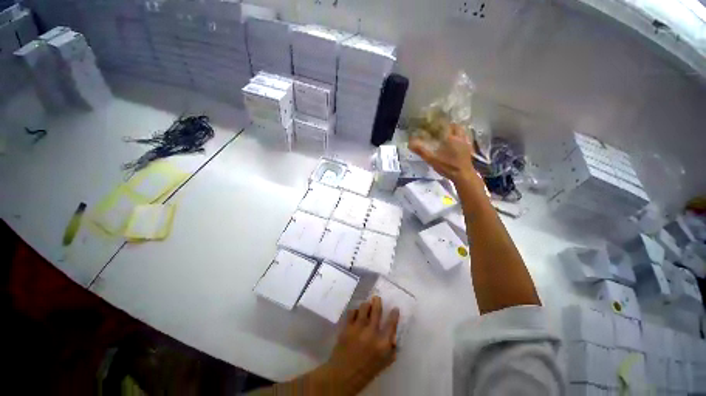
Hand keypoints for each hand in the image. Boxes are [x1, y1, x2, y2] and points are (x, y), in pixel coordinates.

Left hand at [313, 296, 399, 394]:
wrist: (342, 376)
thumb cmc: (365, 372)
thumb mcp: (383, 363)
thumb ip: (390, 349)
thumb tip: (393, 335)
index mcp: (382, 344)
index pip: (391, 324)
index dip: (394, 314)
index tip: (395, 308)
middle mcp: (371, 333)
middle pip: (376, 310)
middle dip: (377, 301)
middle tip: (377, 298)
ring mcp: (358, 328)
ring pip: (364, 307)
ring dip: (366, 305)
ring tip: (366, 306)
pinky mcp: (347, 327)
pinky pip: (352, 312)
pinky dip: (355, 311)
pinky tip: (355, 314)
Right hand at [409, 124, 480, 186]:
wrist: (463, 175)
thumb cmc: (447, 166)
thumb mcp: (432, 159)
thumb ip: (421, 151)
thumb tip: (411, 144)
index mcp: (450, 138)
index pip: (445, 125)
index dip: (439, 123)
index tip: (433, 124)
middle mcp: (459, 137)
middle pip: (456, 126)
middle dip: (449, 126)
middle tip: (441, 129)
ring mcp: (466, 143)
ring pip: (462, 131)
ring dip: (456, 130)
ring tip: (449, 135)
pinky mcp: (469, 149)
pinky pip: (466, 138)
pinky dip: (461, 137)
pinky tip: (456, 143)